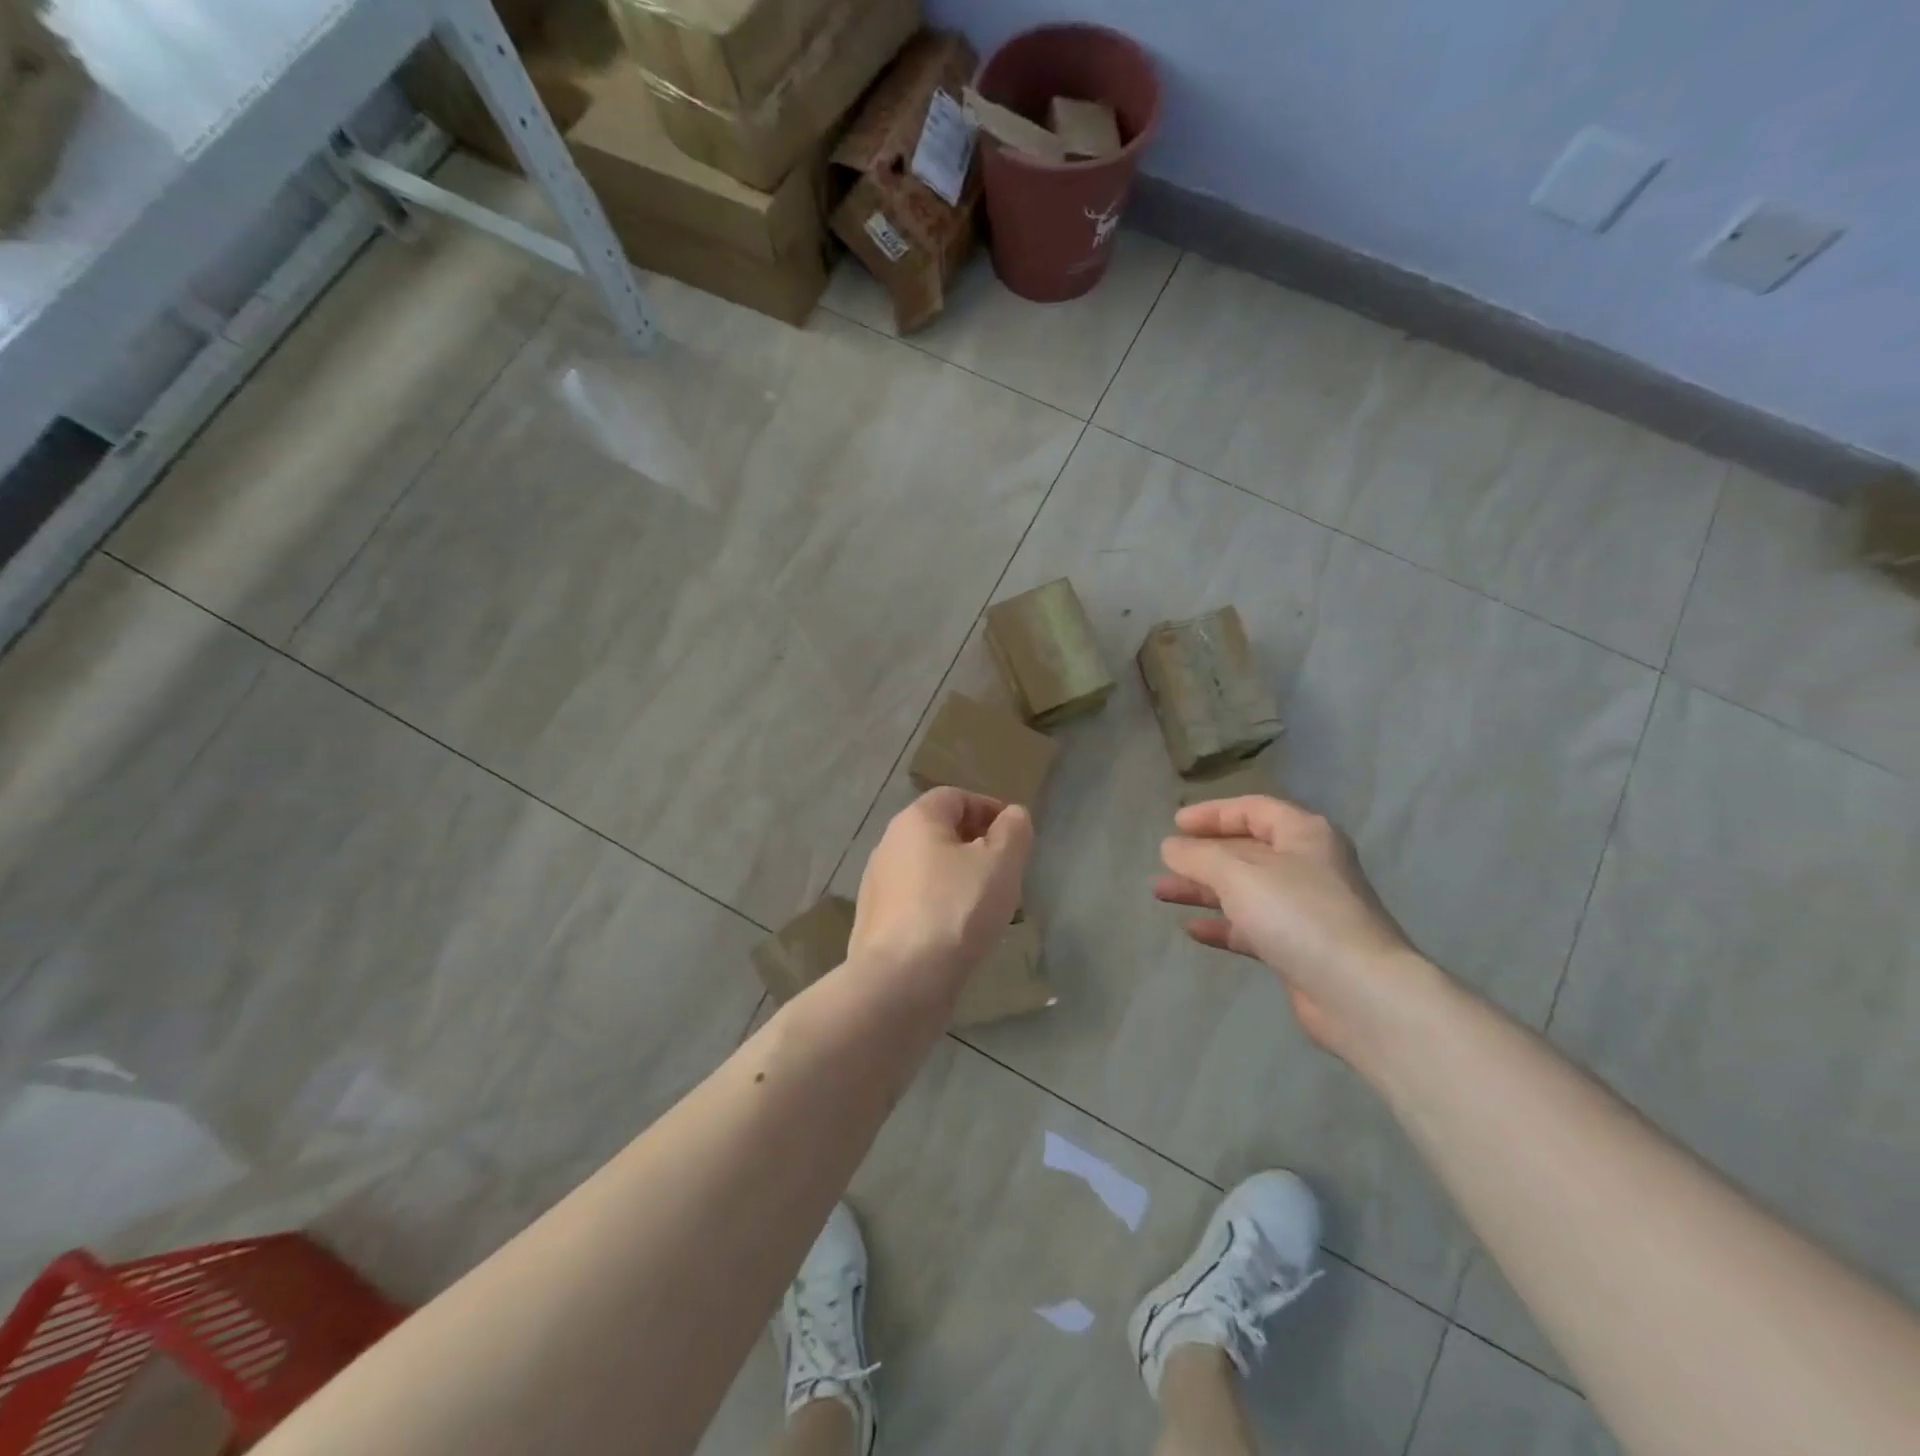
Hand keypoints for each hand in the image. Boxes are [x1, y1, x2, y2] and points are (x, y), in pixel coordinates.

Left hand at [850, 788, 1032, 996]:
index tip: (1015, 837)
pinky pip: (918, 903)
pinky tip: (961, 935)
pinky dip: (942, 908)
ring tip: (989, 907)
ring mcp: (878, 886)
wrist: (900, 982)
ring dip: (960, 880)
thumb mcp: (1001, 863)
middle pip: (940, 833)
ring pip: (930, 871)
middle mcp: (889, 845)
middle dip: (977, 847)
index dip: (989, 809)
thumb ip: (1013, 831)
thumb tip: (1012, 816)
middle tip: (1007, 873)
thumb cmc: (956, 910)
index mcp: (915, 820)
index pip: (955, 797)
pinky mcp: (877, 923)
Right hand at [1157, 795, 1429, 1063]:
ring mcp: (1305, 909)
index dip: (1212, 813)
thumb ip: (1199, 856)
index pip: (1253, 809)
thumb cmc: (1298, 915)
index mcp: (1303, 834)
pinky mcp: (1299, 948)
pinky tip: (1191, 929)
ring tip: (1160, 892)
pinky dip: (1222, 925)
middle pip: (1246, 850)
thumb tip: (1171, 847)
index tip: (1175, 824)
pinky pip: (1252, 927)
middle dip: (1201, 856)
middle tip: (1163, 862)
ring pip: (1244, 890)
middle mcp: (1307, 866)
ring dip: (1203, 889)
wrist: (1359, 993)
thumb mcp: (1239, 875)